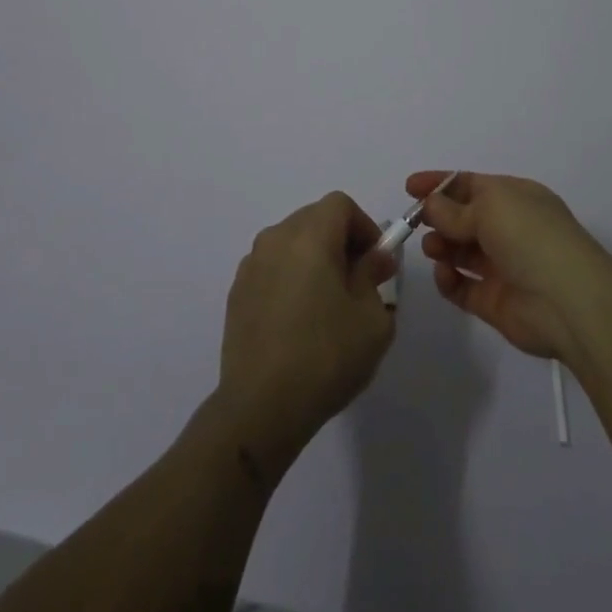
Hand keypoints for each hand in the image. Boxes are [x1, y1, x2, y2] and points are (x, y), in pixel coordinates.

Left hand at [214, 192, 397, 477]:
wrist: (260, 407)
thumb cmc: (325, 357)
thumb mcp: (372, 319)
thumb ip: (375, 277)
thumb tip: (374, 259)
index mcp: (309, 236)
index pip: (340, 204)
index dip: (364, 226)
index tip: (375, 262)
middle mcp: (275, 239)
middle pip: (314, 219)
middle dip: (340, 241)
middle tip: (357, 282)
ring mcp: (251, 265)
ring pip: (291, 243)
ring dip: (314, 259)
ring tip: (328, 304)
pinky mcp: (236, 293)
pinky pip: (272, 268)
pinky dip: (290, 278)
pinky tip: (299, 322)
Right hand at [408, 170, 611, 363]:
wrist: (568, 301)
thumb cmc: (530, 237)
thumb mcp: (491, 207)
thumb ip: (454, 208)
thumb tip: (430, 204)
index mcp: (515, 197)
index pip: (471, 184)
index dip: (440, 184)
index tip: (409, 187)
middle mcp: (509, 229)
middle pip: (463, 218)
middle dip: (438, 218)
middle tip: (417, 222)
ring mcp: (502, 266)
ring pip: (460, 252)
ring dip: (441, 246)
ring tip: (433, 249)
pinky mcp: (494, 301)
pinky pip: (462, 287)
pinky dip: (448, 280)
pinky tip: (444, 274)